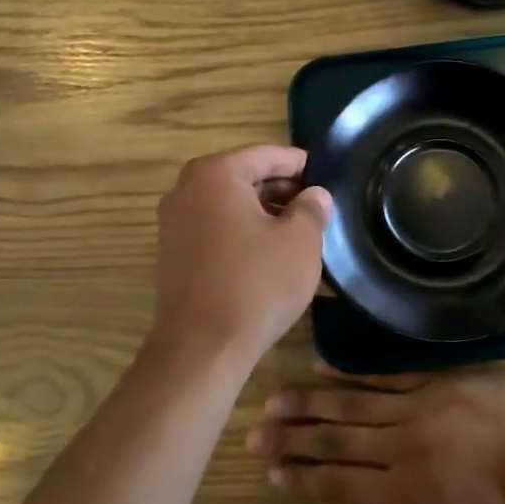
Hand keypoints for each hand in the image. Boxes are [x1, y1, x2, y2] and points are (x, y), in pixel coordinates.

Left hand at [151, 146, 330, 368]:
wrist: (202, 348)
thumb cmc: (256, 284)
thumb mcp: (300, 241)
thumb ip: (312, 208)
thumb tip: (315, 196)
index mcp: (215, 174)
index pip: (268, 155)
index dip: (302, 166)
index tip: (329, 180)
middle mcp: (187, 191)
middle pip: (248, 181)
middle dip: (286, 196)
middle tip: (321, 213)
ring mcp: (175, 225)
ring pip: (235, 211)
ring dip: (270, 223)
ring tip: (307, 242)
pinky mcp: (175, 257)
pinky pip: (220, 236)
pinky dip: (249, 242)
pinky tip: (278, 264)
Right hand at [245, 369, 504, 503]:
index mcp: (403, 490)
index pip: (338, 482)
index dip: (301, 478)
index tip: (270, 472)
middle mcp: (398, 446)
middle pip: (334, 440)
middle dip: (290, 439)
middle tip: (254, 434)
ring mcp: (414, 407)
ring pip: (351, 404)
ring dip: (309, 403)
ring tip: (275, 400)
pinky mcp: (433, 381)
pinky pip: (384, 376)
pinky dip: (351, 374)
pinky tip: (323, 369)